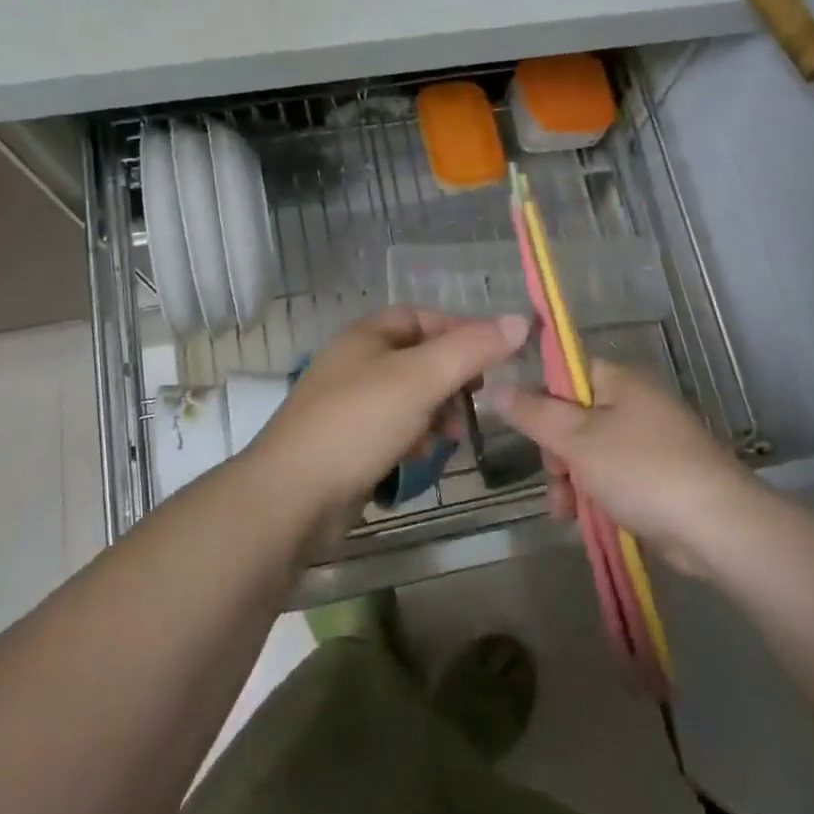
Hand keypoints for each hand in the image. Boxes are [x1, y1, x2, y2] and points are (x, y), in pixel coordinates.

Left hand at [245, 307, 530, 529]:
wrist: (291, 497)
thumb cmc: (358, 424)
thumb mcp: (421, 379)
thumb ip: (472, 349)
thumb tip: (521, 320)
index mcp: (366, 335)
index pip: (423, 317)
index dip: (460, 331)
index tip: (493, 358)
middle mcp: (355, 362)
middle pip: (418, 357)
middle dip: (452, 377)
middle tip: (476, 401)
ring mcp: (348, 404)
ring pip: (408, 395)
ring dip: (437, 409)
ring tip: (452, 433)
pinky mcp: (346, 442)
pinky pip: (392, 427)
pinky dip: (414, 434)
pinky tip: (422, 453)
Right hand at [491, 360, 757, 576]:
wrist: (716, 526)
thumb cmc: (641, 470)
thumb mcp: (577, 439)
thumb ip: (533, 413)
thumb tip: (496, 386)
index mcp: (618, 381)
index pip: (565, 371)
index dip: (539, 397)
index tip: (524, 428)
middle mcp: (634, 403)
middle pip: (573, 416)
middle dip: (555, 451)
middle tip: (556, 475)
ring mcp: (649, 441)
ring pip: (589, 452)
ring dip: (570, 481)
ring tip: (565, 511)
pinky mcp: (657, 476)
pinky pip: (611, 476)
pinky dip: (594, 495)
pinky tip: (582, 520)